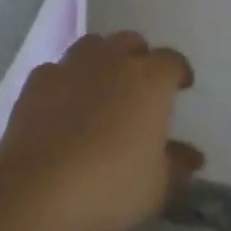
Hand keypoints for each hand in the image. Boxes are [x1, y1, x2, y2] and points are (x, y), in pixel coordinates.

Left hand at [0, 32, 202, 230]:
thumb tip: (192, 156)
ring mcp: (72, 65)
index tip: (182, 85)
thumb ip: (175, 165)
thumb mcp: (155, 187)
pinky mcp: (39, 79)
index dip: (179, 71)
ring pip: (93, 46)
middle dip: (139, 57)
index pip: (172, 61)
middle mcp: (112, 60)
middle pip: (131, 42)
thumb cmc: (109, 186)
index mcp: (148, 80)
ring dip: (102, 60)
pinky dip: (65, 81)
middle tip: (140, 84)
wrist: (39, 188)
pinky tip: (63, 104)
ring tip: (101, 86)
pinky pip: (58, 70)